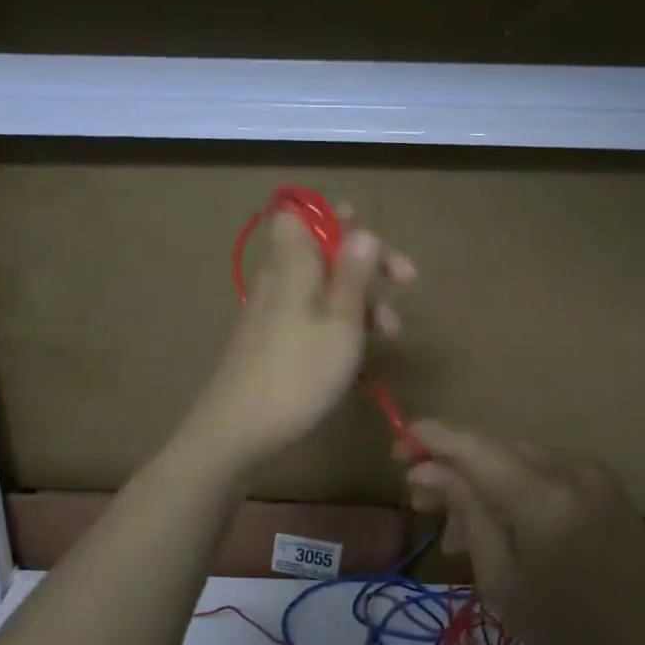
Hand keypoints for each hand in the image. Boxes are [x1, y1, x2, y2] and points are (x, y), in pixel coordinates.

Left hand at [181, 206, 414, 472]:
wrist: (238, 430)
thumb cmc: (299, 372)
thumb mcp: (340, 322)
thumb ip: (353, 274)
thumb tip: (363, 232)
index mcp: (293, 263)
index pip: (301, 214)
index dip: (335, 218)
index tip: (370, 238)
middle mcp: (280, 279)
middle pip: (323, 251)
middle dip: (366, 263)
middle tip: (405, 281)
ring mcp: (274, 311)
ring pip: (323, 287)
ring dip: (361, 300)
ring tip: (391, 332)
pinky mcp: (273, 341)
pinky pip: (312, 316)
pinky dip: (340, 324)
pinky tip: (360, 352)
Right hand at [403, 422, 644, 644]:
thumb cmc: (571, 629)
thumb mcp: (502, 581)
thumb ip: (466, 513)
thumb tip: (425, 469)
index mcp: (542, 496)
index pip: (472, 444)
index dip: (429, 437)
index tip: (395, 449)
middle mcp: (569, 468)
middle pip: (492, 447)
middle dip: (451, 468)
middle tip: (421, 505)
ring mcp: (592, 471)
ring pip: (515, 458)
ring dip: (480, 482)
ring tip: (458, 534)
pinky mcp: (603, 482)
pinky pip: (543, 470)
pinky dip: (512, 488)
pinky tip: (501, 526)